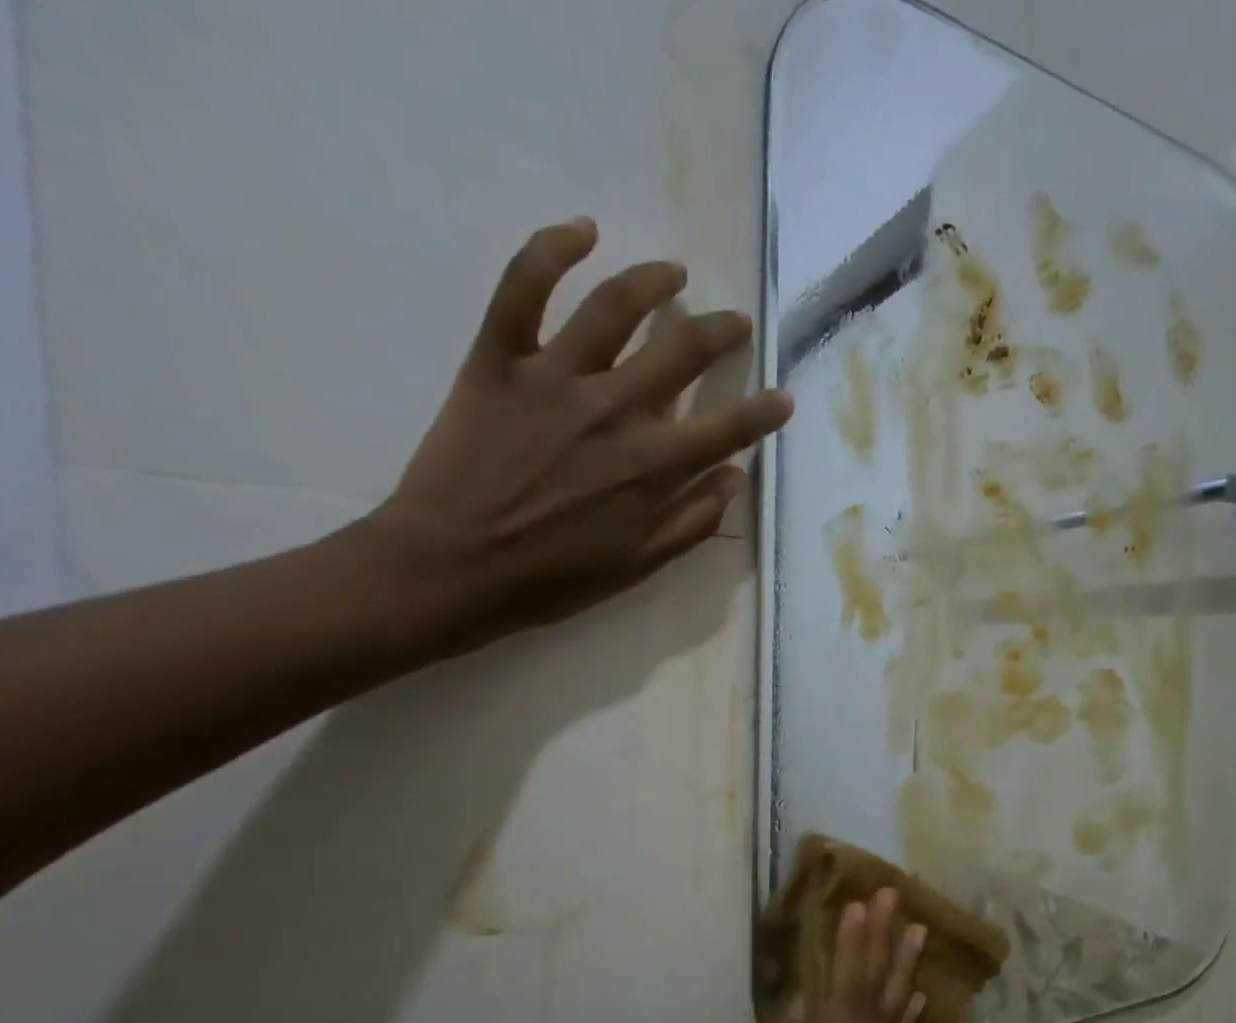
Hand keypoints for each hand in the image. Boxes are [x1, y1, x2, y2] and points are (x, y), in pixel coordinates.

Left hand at [359, 219, 792, 654]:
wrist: (452, 568)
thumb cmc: (552, 579)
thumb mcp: (639, 566)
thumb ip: (692, 521)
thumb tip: (733, 478)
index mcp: (652, 465)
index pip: (727, 427)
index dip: (763, 411)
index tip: (783, 398)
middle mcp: (615, 409)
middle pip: (682, 350)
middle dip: (719, 332)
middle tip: (733, 324)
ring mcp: (556, 377)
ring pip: (614, 306)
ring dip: (653, 281)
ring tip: (673, 272)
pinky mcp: (499, 359)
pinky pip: (523, 287)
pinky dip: (552, 249)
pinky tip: (583, 231)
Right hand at [723, 889, 926, 1022]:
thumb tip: (804, 1012)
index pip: (848, 1004)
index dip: (853, 952)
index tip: (858, 907)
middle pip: (877, 1002)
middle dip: (883, 947)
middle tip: (894, 899)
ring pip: (892, 1022)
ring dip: (902, 973)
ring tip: (917, 931)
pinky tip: (916, 1000)